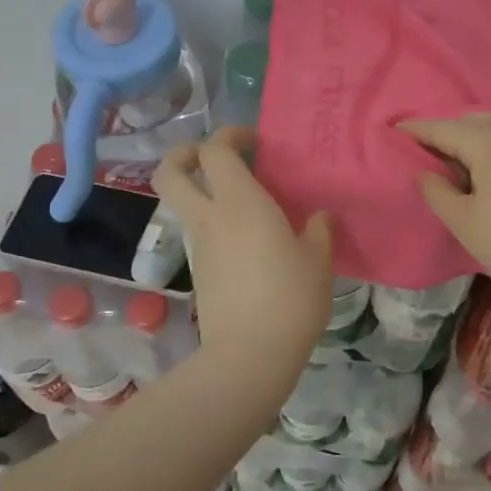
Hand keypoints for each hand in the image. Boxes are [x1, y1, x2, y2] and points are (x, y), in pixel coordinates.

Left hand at [153, 127, 333, 369]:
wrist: (250, 356)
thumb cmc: (290, 298)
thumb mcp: (318, 260)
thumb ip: (320, 230)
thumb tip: (321, 217)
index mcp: (240, 202)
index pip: (215, 150)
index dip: (229, 135)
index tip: (254, 141)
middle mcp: (210, 218)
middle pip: (170, 173)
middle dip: (182, 155)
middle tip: (211, 156)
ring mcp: (200, 247)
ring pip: (185, 205)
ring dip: (204, 193)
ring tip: (247, 205)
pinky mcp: (200, 273)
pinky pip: (202, 235)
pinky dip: (217, 225)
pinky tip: (252, 243)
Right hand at [400, 113, 490, 309]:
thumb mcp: (463, 221)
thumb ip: (436, 191)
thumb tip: (424, 172)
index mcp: (487, 141)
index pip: (442, 129)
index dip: (415, 131)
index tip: (392, 132)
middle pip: (470, 122)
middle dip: (444, 132)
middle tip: (423, 153)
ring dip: (471, 138)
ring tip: (455, 163)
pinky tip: (490, 171)